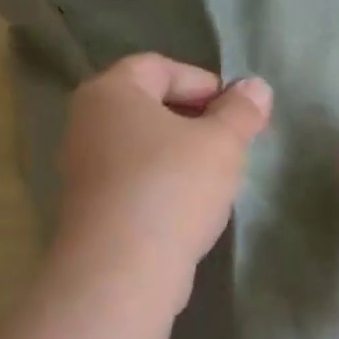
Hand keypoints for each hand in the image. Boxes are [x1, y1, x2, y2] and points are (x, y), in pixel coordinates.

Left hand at [53, 54, 272, 303]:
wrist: (121, 271)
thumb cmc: (172, 187)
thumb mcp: (222, 142)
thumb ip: (242, 110)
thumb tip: (256, 87)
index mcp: (111, 92)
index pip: (159, 66)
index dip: (202, 82)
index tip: (234, 111)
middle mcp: (86, 122)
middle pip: (148, 105)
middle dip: (194, 118)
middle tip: (229, 141)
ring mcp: (82, 167)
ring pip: (140, 145)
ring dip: (178, 153)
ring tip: (214, 175)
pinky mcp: (88, 207)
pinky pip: (131, 179)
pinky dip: (160, 182)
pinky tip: (187, 206)